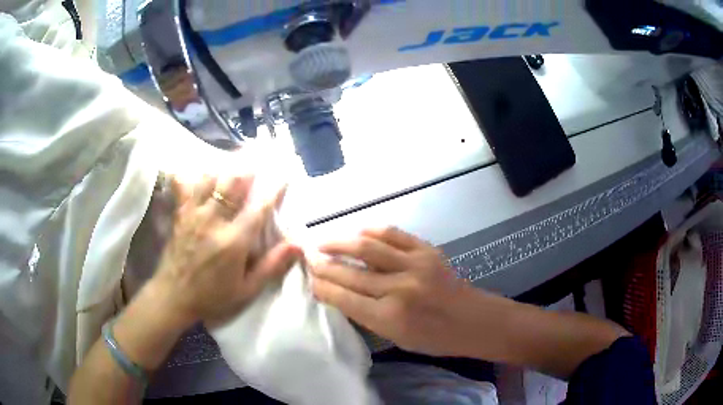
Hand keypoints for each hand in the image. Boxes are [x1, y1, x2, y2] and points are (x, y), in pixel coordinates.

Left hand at [150, 174, 300, 327]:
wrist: (173, 297)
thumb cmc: (213, 297)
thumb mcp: (247, 290)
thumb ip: (272, 266)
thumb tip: (298, 244)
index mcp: (233, 242)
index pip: (258, 208)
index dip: (273, 190)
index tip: (283, 177)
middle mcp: (213, 222)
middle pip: (232, 184)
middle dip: (248, 169)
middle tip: (259, 162)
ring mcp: (193, 215)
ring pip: (210, 179)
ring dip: (225, 168)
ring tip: (235, 163)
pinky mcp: (180, 214)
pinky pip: (186, 186)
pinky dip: (195, 176)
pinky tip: (200, 173)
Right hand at [310, 227, 468, 355]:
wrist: (475, 320)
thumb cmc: (436, 338)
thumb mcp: (397, 338)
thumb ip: (367, 316)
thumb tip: (339, 294)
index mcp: (390, 318)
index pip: (344, 298)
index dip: (322, 287)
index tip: (309, 280)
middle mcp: (399, 289)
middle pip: (350, 272)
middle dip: (324, 265)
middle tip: (308, 259)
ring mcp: (415, 265)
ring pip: (367, 247)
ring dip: (339, 242)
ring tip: (322, 242)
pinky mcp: (427, 250)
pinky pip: (393, 234)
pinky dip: (370, 231)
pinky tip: (357, 232)